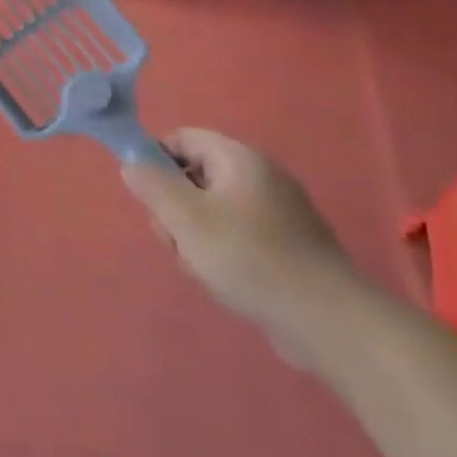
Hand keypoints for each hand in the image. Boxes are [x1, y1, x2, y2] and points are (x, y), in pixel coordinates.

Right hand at [122, 128, 355, 349]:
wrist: (324, 318)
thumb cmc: (247, 257)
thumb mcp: (186, 219)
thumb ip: (153, 186)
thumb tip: (132, 163)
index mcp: (238, 158)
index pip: (183, 138)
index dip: (156, 158)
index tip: (146, 194)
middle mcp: (260, 175)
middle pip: (195, 176)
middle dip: (174, 208)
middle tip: (174, 239)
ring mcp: (276, 211)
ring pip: (212, 211)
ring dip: (194, 236)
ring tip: (200, 268)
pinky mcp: (286, 245)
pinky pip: (237, 235)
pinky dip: (221, 253)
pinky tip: (223, 281)